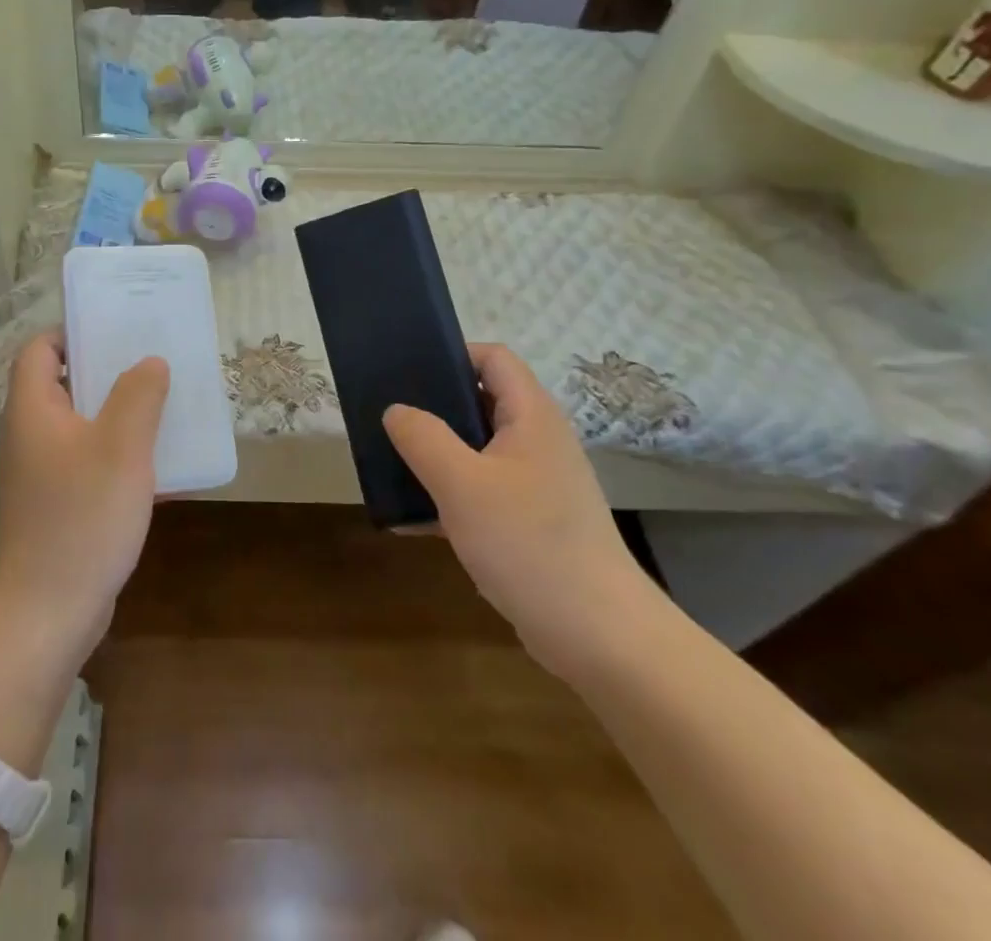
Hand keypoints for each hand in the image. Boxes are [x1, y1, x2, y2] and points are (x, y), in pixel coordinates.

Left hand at [0, 334, 170, 669]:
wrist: (46, 615)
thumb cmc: (81, 518)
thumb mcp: (121, 447)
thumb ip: (139, 395)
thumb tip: (149, 362)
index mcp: (32, 409)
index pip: (40, 348)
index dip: (74, 332)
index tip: (118, 332)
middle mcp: (30, 434)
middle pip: (64, 383)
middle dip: (109, 371)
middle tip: (154, 362)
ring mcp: (41, 473)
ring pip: (82, 425)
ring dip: (120, 414)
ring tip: (165, 405)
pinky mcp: (56, 505)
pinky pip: (89, 463)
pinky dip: (119, 455)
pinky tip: (160, 465)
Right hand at [383, 344, 661, 679]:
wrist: (599, 636)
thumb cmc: (529, 543)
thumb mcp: (461, 483)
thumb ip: (423, 437)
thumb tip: (396, 410)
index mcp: (531, 417)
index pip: (494, 358)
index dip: (453, 354)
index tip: (408, 371)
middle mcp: (538, 441)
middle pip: (483, 401)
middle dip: (435, 406)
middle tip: (391, 417)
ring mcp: (538, 484)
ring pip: (478, 450)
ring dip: (438, 453)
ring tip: (394, 461)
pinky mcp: (532, 522)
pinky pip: (483, 491)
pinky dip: (450, 494)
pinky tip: (412, 517)